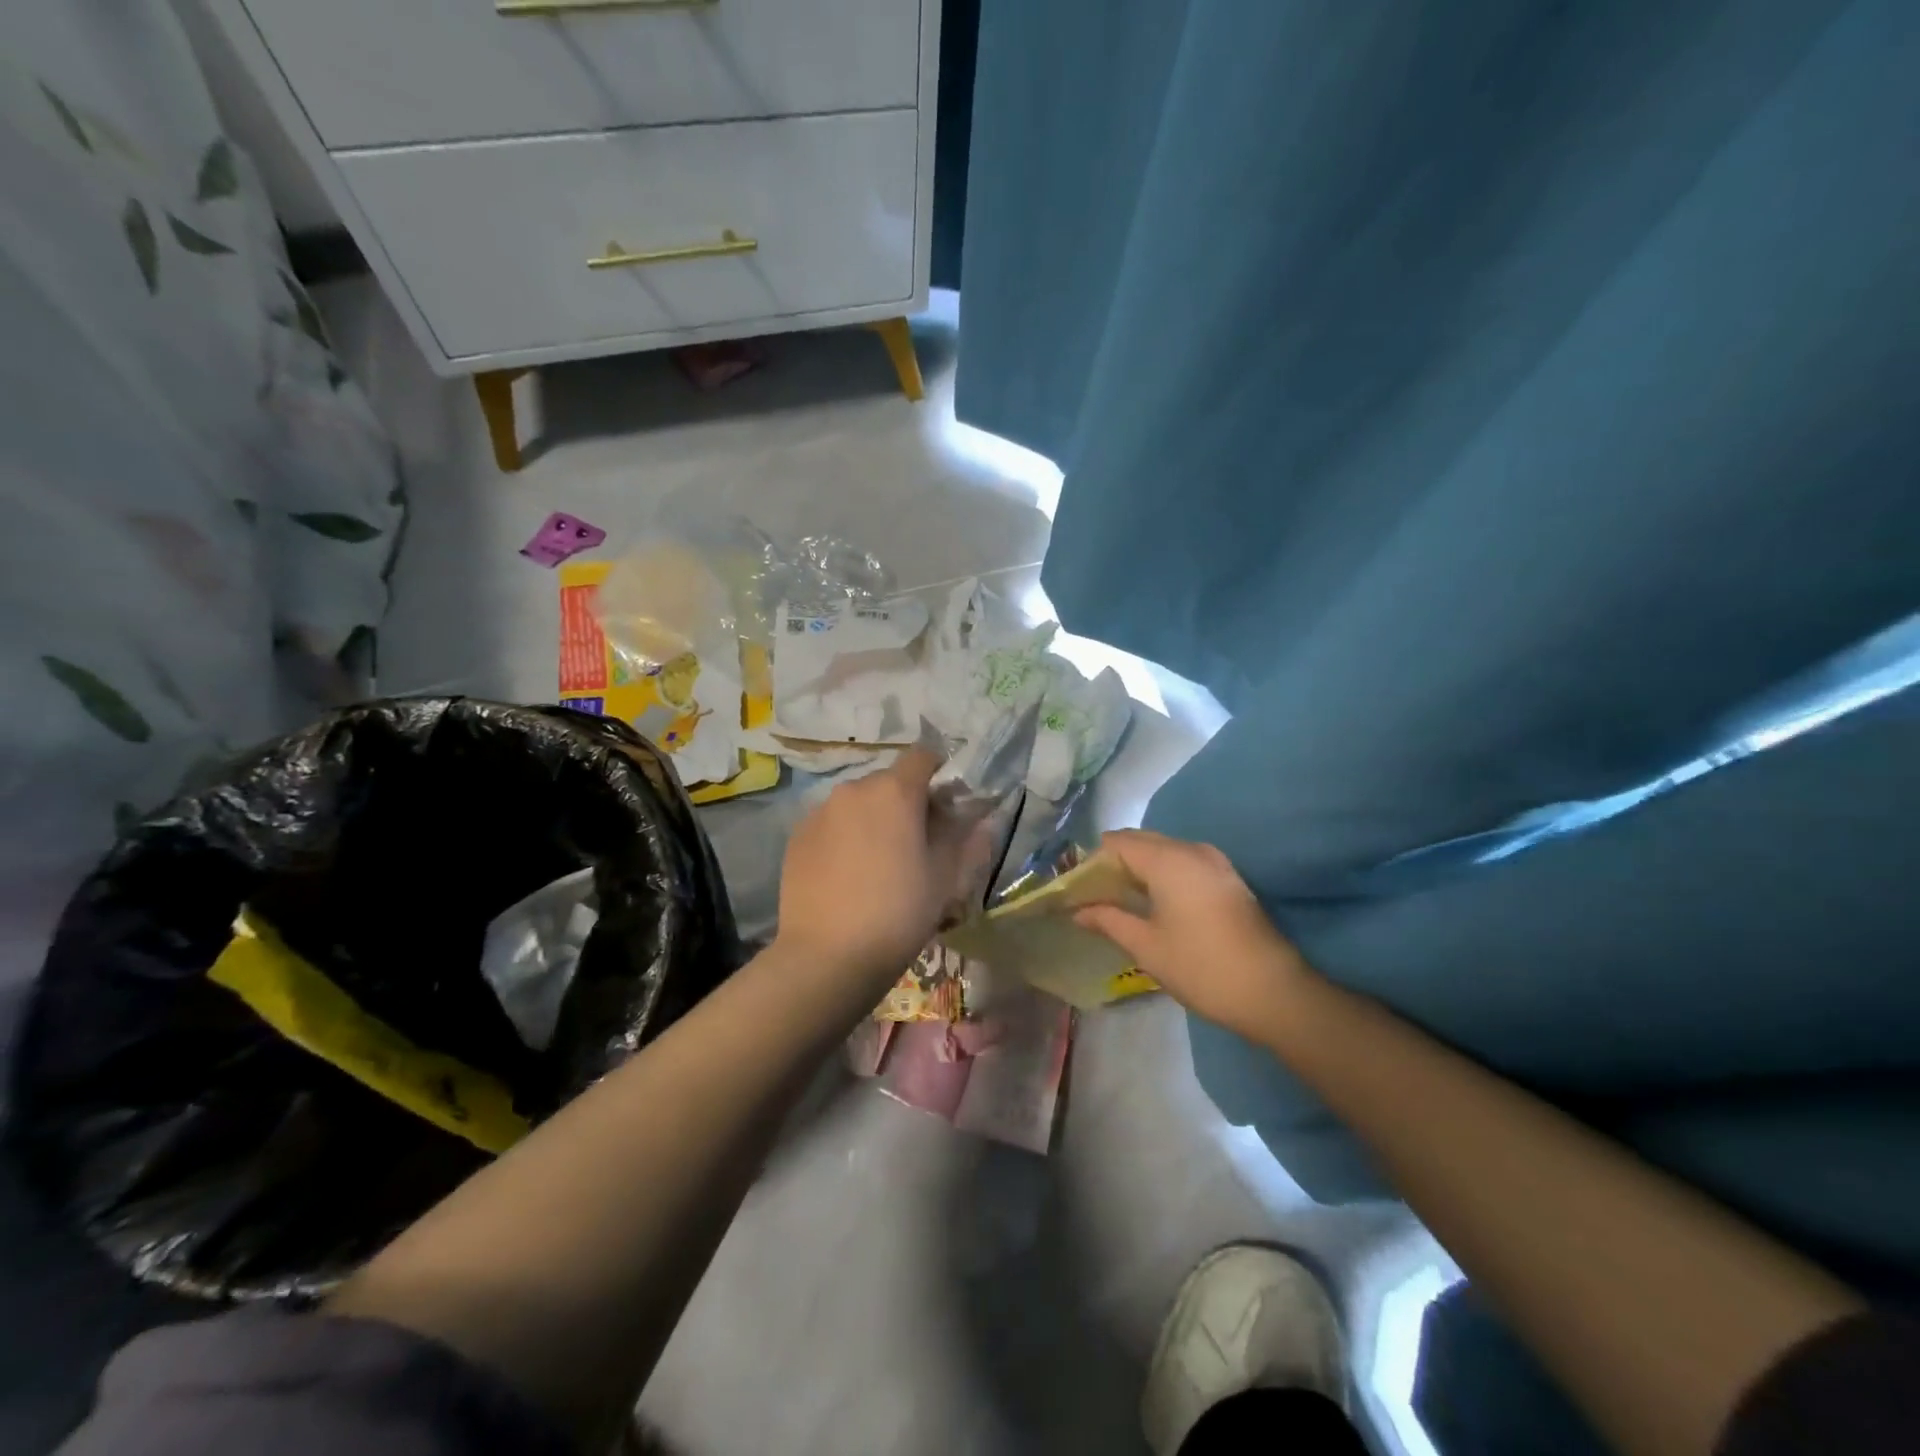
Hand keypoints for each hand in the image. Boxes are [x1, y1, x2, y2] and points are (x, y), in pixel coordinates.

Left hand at [775, 748, 980, 989]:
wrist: (828, 956)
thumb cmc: (899, 912)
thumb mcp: (946, 877)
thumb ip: (965, 837)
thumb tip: (978, 815)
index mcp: (895, 791)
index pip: (923, 756)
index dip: (940, 773)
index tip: (948, 804)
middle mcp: (853, 789)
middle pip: (889, 781)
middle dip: (907, 802)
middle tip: (917, 843)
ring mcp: (819, 811)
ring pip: (858, 803)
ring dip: (874, 819)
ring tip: (879, 864)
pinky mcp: (796, 836)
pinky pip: (831, 823)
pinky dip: (845, 837)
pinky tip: (848, 875)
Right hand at [1074, 830, 1307, 1038]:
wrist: (1274, 992)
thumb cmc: (1202, 967)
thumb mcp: (1146, 946)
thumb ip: (1109, 920)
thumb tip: (1078, 911)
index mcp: (1168, 859)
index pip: (1116, 843)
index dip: (1093, 864)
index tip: (1079, 892)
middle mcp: (1191, 849)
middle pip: (1140, 841)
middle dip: (1113, 864)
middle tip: (1095, 898)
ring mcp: (1214, 861)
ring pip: (1162, 850)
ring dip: (1138, 869)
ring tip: (1121, 902)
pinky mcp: (1227, 877)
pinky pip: (1182, 862)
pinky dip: (1161, 874)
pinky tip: (1153, 904)